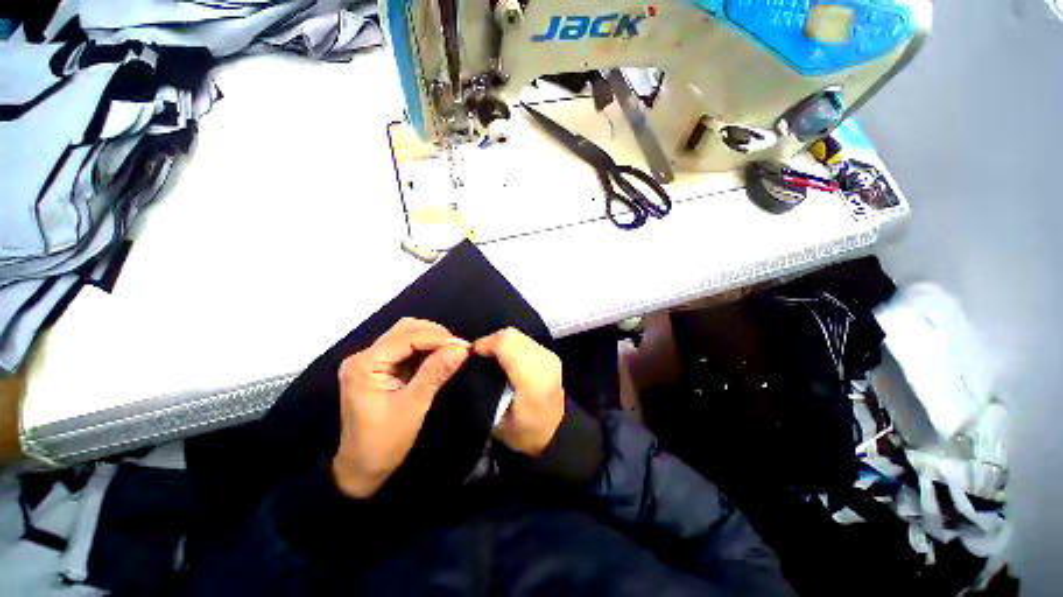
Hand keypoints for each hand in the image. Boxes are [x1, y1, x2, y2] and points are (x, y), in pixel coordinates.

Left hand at [332, 318, 469, 497]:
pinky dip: (426, 349)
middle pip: (405, 330)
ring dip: (431, 339)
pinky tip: (440, 356)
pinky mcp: (380, 367)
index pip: (407, 338)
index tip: (464, 346)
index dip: (438, 339)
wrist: (362, 468)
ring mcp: (371, 361)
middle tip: (459, 349)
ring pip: (406, 335)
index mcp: (365, 365)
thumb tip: (461, 348)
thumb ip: (436, 373)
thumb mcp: (413, 406)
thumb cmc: (385, 441)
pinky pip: (406, 348)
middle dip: (435, 335)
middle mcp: (365, 356)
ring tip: (452, 351)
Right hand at [473, 328, 564, 456]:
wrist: (556, 434)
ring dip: (500, 343)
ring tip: (490, 358)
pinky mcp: (550, 354)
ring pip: (517, 334)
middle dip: (490, 342)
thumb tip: (471, 363)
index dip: (484, 344)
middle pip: (510, 335)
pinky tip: (505, 358)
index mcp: (533, 378)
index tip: (471, 356)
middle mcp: (544, 360)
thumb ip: (483, 388)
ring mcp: (549, 355)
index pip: (505, 344)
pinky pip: (524, 340)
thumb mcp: (496, 420)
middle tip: (478, 357)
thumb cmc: (524, 433)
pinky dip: (510, 345)